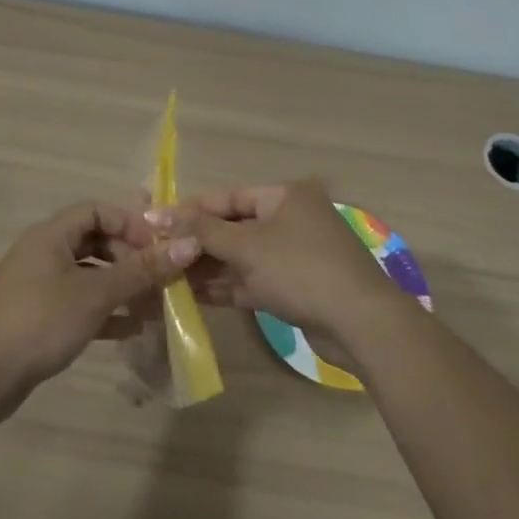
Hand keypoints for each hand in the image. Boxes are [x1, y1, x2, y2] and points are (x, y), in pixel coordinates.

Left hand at [0, 201, 197, 416]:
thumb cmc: (40, 321)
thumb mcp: (95, 294)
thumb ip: (141, 270)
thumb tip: (187, 244)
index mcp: (51, 236)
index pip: (96, 210)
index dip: (129, 223)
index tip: (157, 247)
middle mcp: (44, 253)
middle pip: (94, 241)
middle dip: (128, 257)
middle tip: (158, 278)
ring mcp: (39, 286)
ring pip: (88, 275)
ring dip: (120, 286)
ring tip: (153, 305)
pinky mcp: (38, 317)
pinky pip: (78, 304)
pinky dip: (104, 311)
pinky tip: (131, 329)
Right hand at [159, 180, 404, 364]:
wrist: (362, 324)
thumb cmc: (300, 270)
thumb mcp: (246, 247)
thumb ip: (200, 231)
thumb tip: (157, 215)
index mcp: (285, 195)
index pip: (228, 197)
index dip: (191, 210)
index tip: (156, 225)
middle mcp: (292, 217)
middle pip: (235, 226)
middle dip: (199, 243)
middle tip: (162, 256)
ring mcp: (297, 253)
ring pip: (244, 256)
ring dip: (211, 267)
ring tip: (171, 278)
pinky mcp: (299, 285)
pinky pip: (256, 279)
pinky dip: (230, 285)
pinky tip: (196, 296)